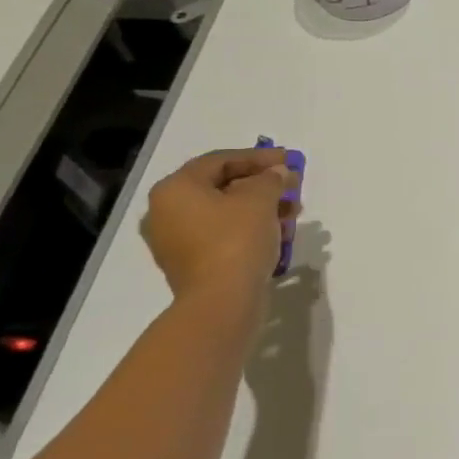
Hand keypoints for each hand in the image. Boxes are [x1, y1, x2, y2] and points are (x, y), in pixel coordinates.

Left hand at [140, 148, 298, 301]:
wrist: (221, 301)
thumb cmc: (236, 240)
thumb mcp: (260, 199)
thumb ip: (270, 179)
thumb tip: (277, 174)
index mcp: (175, 189)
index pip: (221, 161)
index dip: (259, 158)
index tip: (291, 160)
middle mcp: (166, 211)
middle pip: (221, 186)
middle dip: (262, 184)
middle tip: (292, 186)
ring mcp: (174, 240)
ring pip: (223, 212)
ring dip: (259, 208)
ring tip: (291, 213)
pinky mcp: (189, 263)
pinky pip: (220, 235)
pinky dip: (247, 228)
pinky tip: (276, 233)